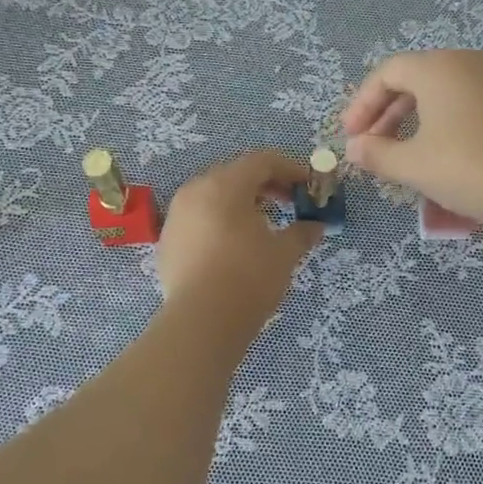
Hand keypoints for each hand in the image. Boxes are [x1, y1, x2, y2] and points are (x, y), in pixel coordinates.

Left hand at [157, 150, 324, 325]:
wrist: (201, 322)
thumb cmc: (249, 278)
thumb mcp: (284, 253)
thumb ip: (302, 233)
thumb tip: (316, 226)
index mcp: (225, 185)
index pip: (262, 161)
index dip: (291, 169)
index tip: (309, 186)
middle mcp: (195, 191)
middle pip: (236, 174)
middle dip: (266, 185)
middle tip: (290, 203)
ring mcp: (176, 216)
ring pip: (213, 196)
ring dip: (242, 203)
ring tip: (263, 225)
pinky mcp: (167, 241)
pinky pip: (198, 219)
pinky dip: (220, 222)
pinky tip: (234, 246)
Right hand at [341, 50, 482, 228]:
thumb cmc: (466, 169)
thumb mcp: (413, 165)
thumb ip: (376, 153)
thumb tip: (354, 149)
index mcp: (439, 67)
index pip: (388, 72)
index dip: (362, 103)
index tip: (350, 136)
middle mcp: (469, 63)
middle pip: (416, 78)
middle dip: (387, 112)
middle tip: (371, 145)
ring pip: (443, 92)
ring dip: (415, 118)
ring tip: (402, 152)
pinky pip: (468, 103)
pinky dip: (445, 122)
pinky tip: (442, 153)